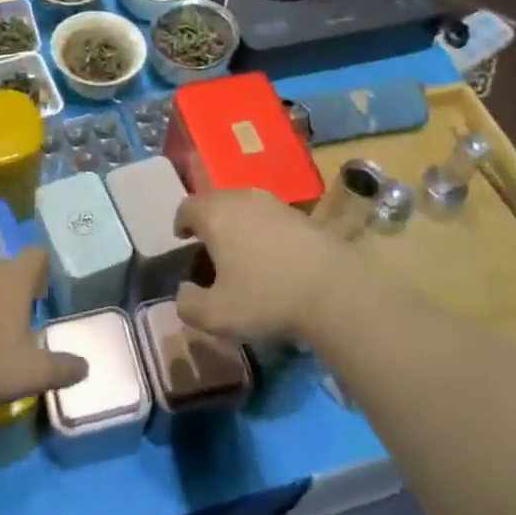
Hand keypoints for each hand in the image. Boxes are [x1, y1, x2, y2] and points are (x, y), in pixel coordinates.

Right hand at [173, 188, 350, 342]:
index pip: (187, 206)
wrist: (334, 291)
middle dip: (208, 221)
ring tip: (240, 252)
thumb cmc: (266, 298)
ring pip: (245, 206)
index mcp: (216, 214)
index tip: (183, 239)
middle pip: (216, 200)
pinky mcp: (302, 214)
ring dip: (237, 223)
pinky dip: (263, 230)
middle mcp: (242, 198)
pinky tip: (272, 256)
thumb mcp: (216, 315)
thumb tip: (183, 292)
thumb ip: (188, 304)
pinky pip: (270, 216)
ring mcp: (275, 203)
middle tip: (209, 247)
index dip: (181, 222)